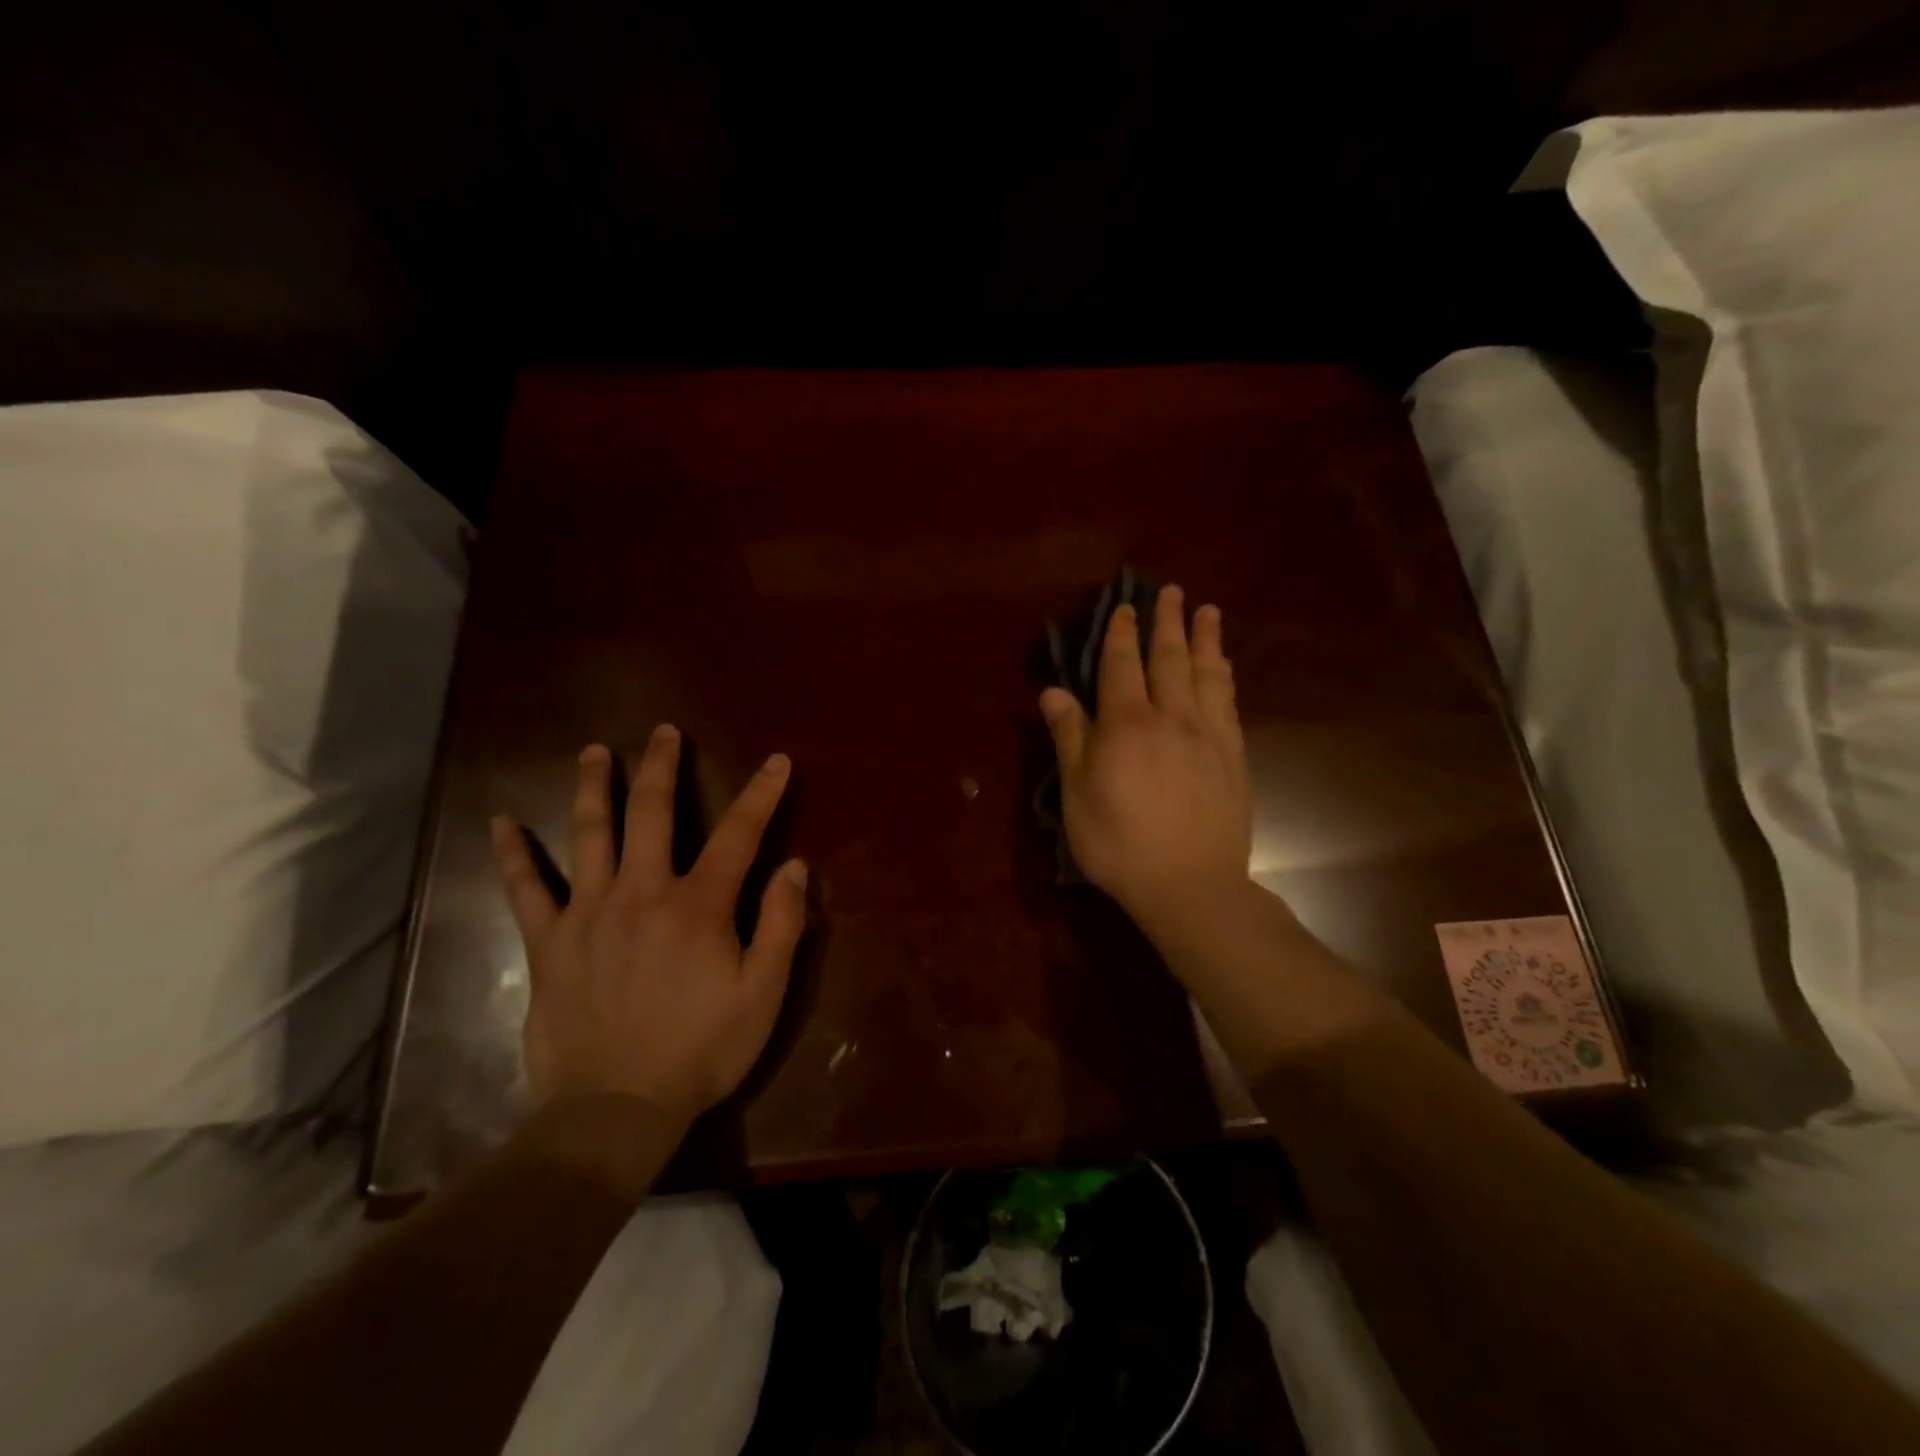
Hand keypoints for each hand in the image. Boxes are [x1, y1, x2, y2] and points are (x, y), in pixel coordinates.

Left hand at [491, 726, 805, 1125]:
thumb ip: (781, 924)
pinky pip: (526, 889)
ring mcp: (588, 913)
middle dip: (662, 766)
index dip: (761, 793)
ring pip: (589, 834)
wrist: (615, 1111)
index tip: (776, 761)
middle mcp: (642, 892)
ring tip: (595, 751)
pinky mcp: (549, 943)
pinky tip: (501, 823)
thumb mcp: (763, 993)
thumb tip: (793, 865)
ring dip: (594, 786)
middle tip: (664, 732)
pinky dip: (513, 854)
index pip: (739, 834)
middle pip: (652, 813)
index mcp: (698, 905)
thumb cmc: (702, 1050)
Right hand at [1040, 584, 1251, 933]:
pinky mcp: (1234, 756)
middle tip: (1173, 591)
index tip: (1128, 606)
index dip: (1123, 633)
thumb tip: (1054, 690)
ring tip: (1207, 611)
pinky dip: (1225, 677)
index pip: (1123, 665)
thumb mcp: (1077, 794)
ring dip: (1206, 639)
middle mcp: (1171, 717)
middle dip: (1168, 622)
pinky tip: (1225, 666)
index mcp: (1126, 724)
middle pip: (1170, 658)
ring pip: (1207, 674)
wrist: (1190, 886)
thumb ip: (1069, 737)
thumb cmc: (1119, 843)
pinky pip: (1229, 703)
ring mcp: (1208, 735)